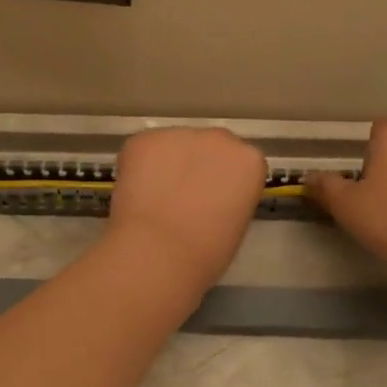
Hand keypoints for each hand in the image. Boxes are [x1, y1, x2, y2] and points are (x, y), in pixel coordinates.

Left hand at [105, 127, 266, 289]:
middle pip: (209, 147)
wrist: (160, 252)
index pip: (239, 164)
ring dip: (167, 165)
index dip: (223, 182)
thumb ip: (228, 198)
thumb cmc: (208, 253)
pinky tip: (136, 194)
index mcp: (250, 161)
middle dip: (197, 165)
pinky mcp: (144, 138)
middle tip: (182, 197)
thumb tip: (208, 198)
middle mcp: (220, 138)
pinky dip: (138, 168)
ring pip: (173, 146)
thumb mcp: (236, 224)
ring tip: (154, 199)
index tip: (212, 202)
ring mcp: (180, 134)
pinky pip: (143, 150)